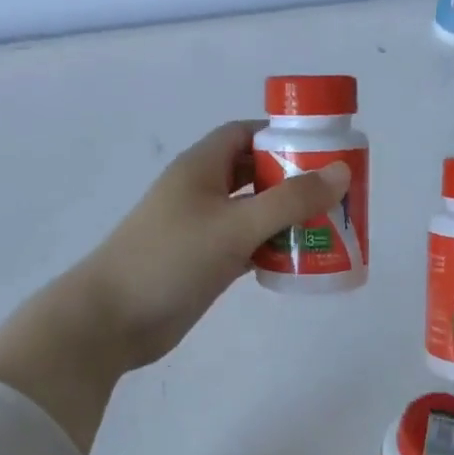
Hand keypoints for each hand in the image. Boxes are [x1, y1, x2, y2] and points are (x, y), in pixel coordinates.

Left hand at [74, 119, 350, 368]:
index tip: (323, 148)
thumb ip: (290, 200)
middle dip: (293, 179)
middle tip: (335, 193)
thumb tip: (342, 172)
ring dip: (286, 217)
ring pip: (253, 212)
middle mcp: (202, 191)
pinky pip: (247, 245)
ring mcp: (202, 229)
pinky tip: (300, 259)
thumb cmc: (170, 260)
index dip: (282, 135)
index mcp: (201, 167)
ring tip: (329, 226)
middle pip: (255, 172)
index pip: (245, 133)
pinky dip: (272, 248)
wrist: (111, 320)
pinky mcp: (204, 262)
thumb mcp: (235, 225)